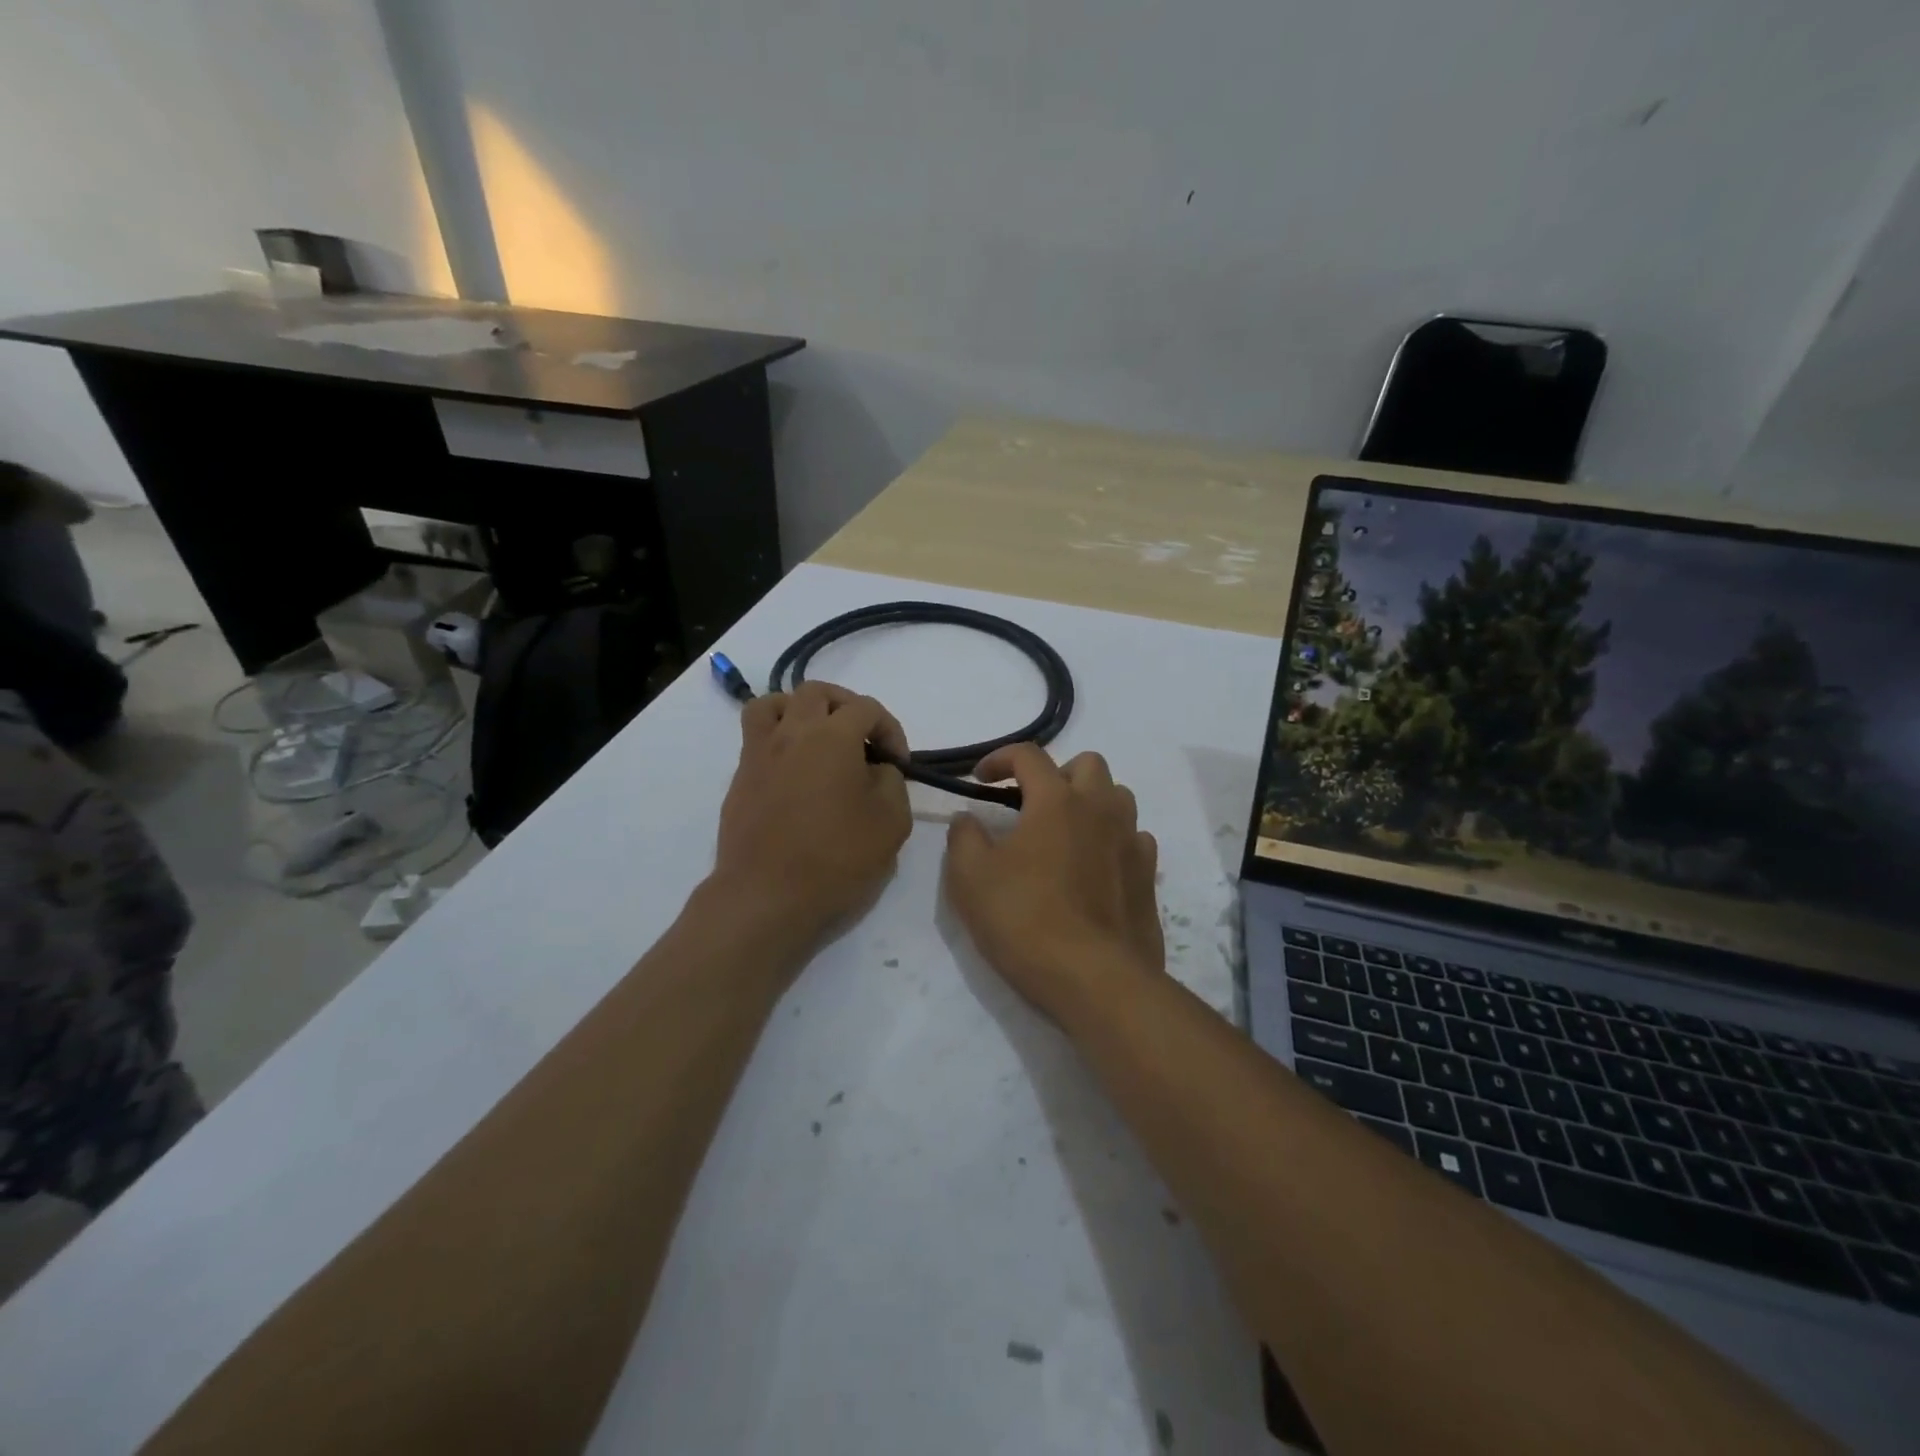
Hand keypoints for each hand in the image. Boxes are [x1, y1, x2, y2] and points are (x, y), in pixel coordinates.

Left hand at [712, 681, 911, 952]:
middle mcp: (791, 732)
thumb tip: (876, 768)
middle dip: (846, 707)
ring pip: (773, 703)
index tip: (898, 762)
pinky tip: (794, 772)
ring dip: (799, 710)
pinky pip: (757, 738)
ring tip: (817, 738)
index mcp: (832, 736)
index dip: (890, 729)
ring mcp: (759, 753)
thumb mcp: (892, 821)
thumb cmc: (836, 857)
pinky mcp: (740, 779)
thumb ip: (892, 782)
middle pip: (817, 692)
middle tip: (861, 739)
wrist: (766, 896)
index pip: (867, 708)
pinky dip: (779, 740)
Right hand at [942, 744, 1161, 1025]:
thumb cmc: (1025, 920)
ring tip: (1064, 832)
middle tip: (1030, 805)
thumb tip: (967, 818)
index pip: (1029, 756)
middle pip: (1087, 764)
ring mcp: (1131, 841)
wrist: (1095, 979)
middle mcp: (1100, 809)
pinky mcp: (1148, 876)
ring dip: (1090, 802)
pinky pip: (1134, 838)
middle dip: (1056, 774)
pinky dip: (1112, 839)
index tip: (979, 780)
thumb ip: (963, 837)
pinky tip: (1094, 866)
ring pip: (1117, 797)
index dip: (1000, 759)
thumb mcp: (970, 878)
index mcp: (1056, 800)